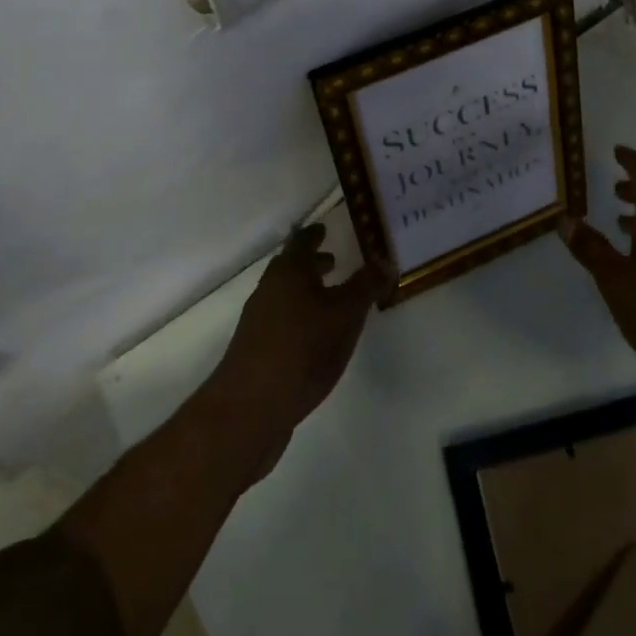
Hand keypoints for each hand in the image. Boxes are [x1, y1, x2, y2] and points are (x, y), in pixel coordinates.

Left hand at [210, 223, 382, 476]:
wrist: (250, 408)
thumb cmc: (303, 349)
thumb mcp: (346, 314)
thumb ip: (366, 286)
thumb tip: (385, 259)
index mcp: (289, 271)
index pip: (302, 241)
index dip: (315, 234)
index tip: (325, 228)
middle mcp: (269, 289)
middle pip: (290, 268)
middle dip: (312, 264)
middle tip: (333, 261)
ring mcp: (257, 321)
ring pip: (284, 295)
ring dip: (305, 292)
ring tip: (329, 302)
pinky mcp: (255, 351)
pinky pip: (280, 321)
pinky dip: (298, 317)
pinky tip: (313, 338)